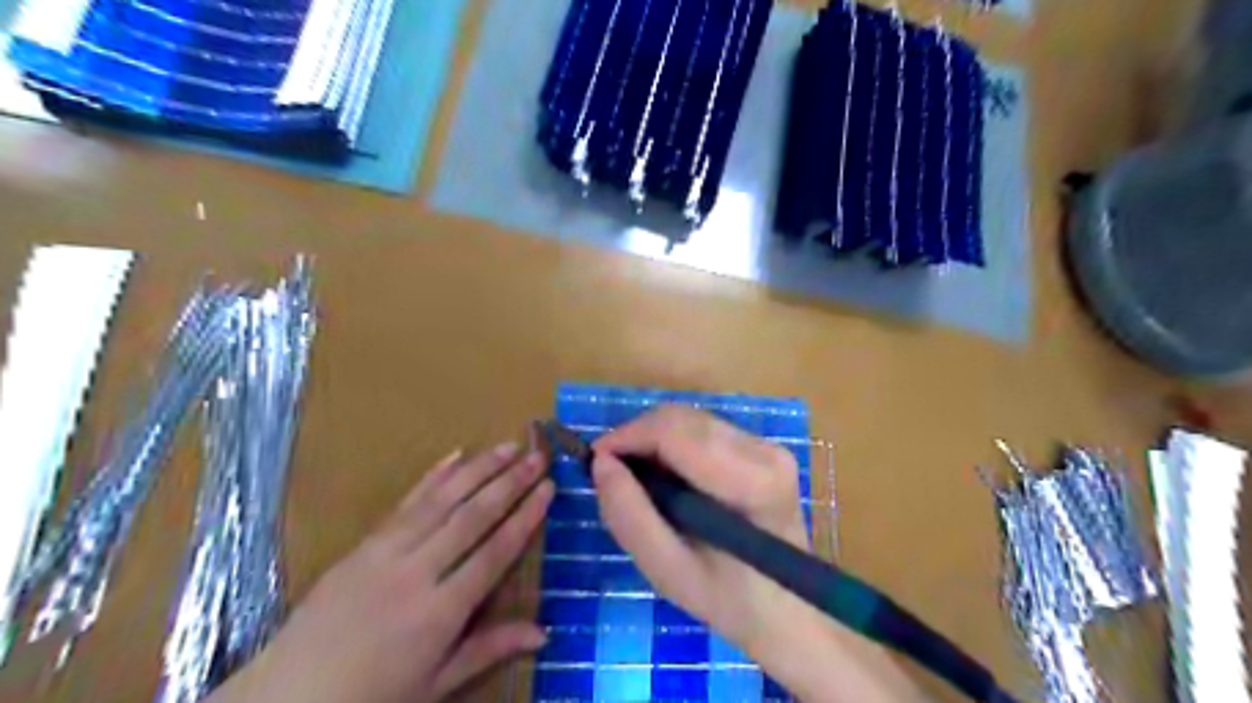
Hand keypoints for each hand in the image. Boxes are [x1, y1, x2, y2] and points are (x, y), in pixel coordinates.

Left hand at [209, 443, 550, 701]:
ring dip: (478, 469)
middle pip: (473, 517)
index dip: (525, 517)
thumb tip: (544, 633)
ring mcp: (386, 553)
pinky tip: (455, 455)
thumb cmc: (372, 698)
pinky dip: (432, 476)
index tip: (548, 488)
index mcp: (440, 612)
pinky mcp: (363, 544)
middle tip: (538, 456)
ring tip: (508, 447)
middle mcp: (416, 572)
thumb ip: (489, 648)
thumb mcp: (436, 684)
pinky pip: (405, 502)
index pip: (495, 552)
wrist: (287, 700)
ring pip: (442, 500)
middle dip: (510, 483)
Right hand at [594, 408, 923, 702]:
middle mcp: (764, 450)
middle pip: (683, 418)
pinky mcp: (764, 449)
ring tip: (636, 479)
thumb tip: (601, 463)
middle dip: (637, 437)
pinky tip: (667, 478)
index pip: (675, 431)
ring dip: (654, 441)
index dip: (627, 436)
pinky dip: (674, 445)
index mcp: (749, 481)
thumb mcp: (667, 570)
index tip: (595, 460)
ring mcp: (768, 446)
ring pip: (691, 420)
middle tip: (611, 473)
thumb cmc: (728, 600)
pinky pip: (704, 431)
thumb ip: (630, 516)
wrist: (789, 612)